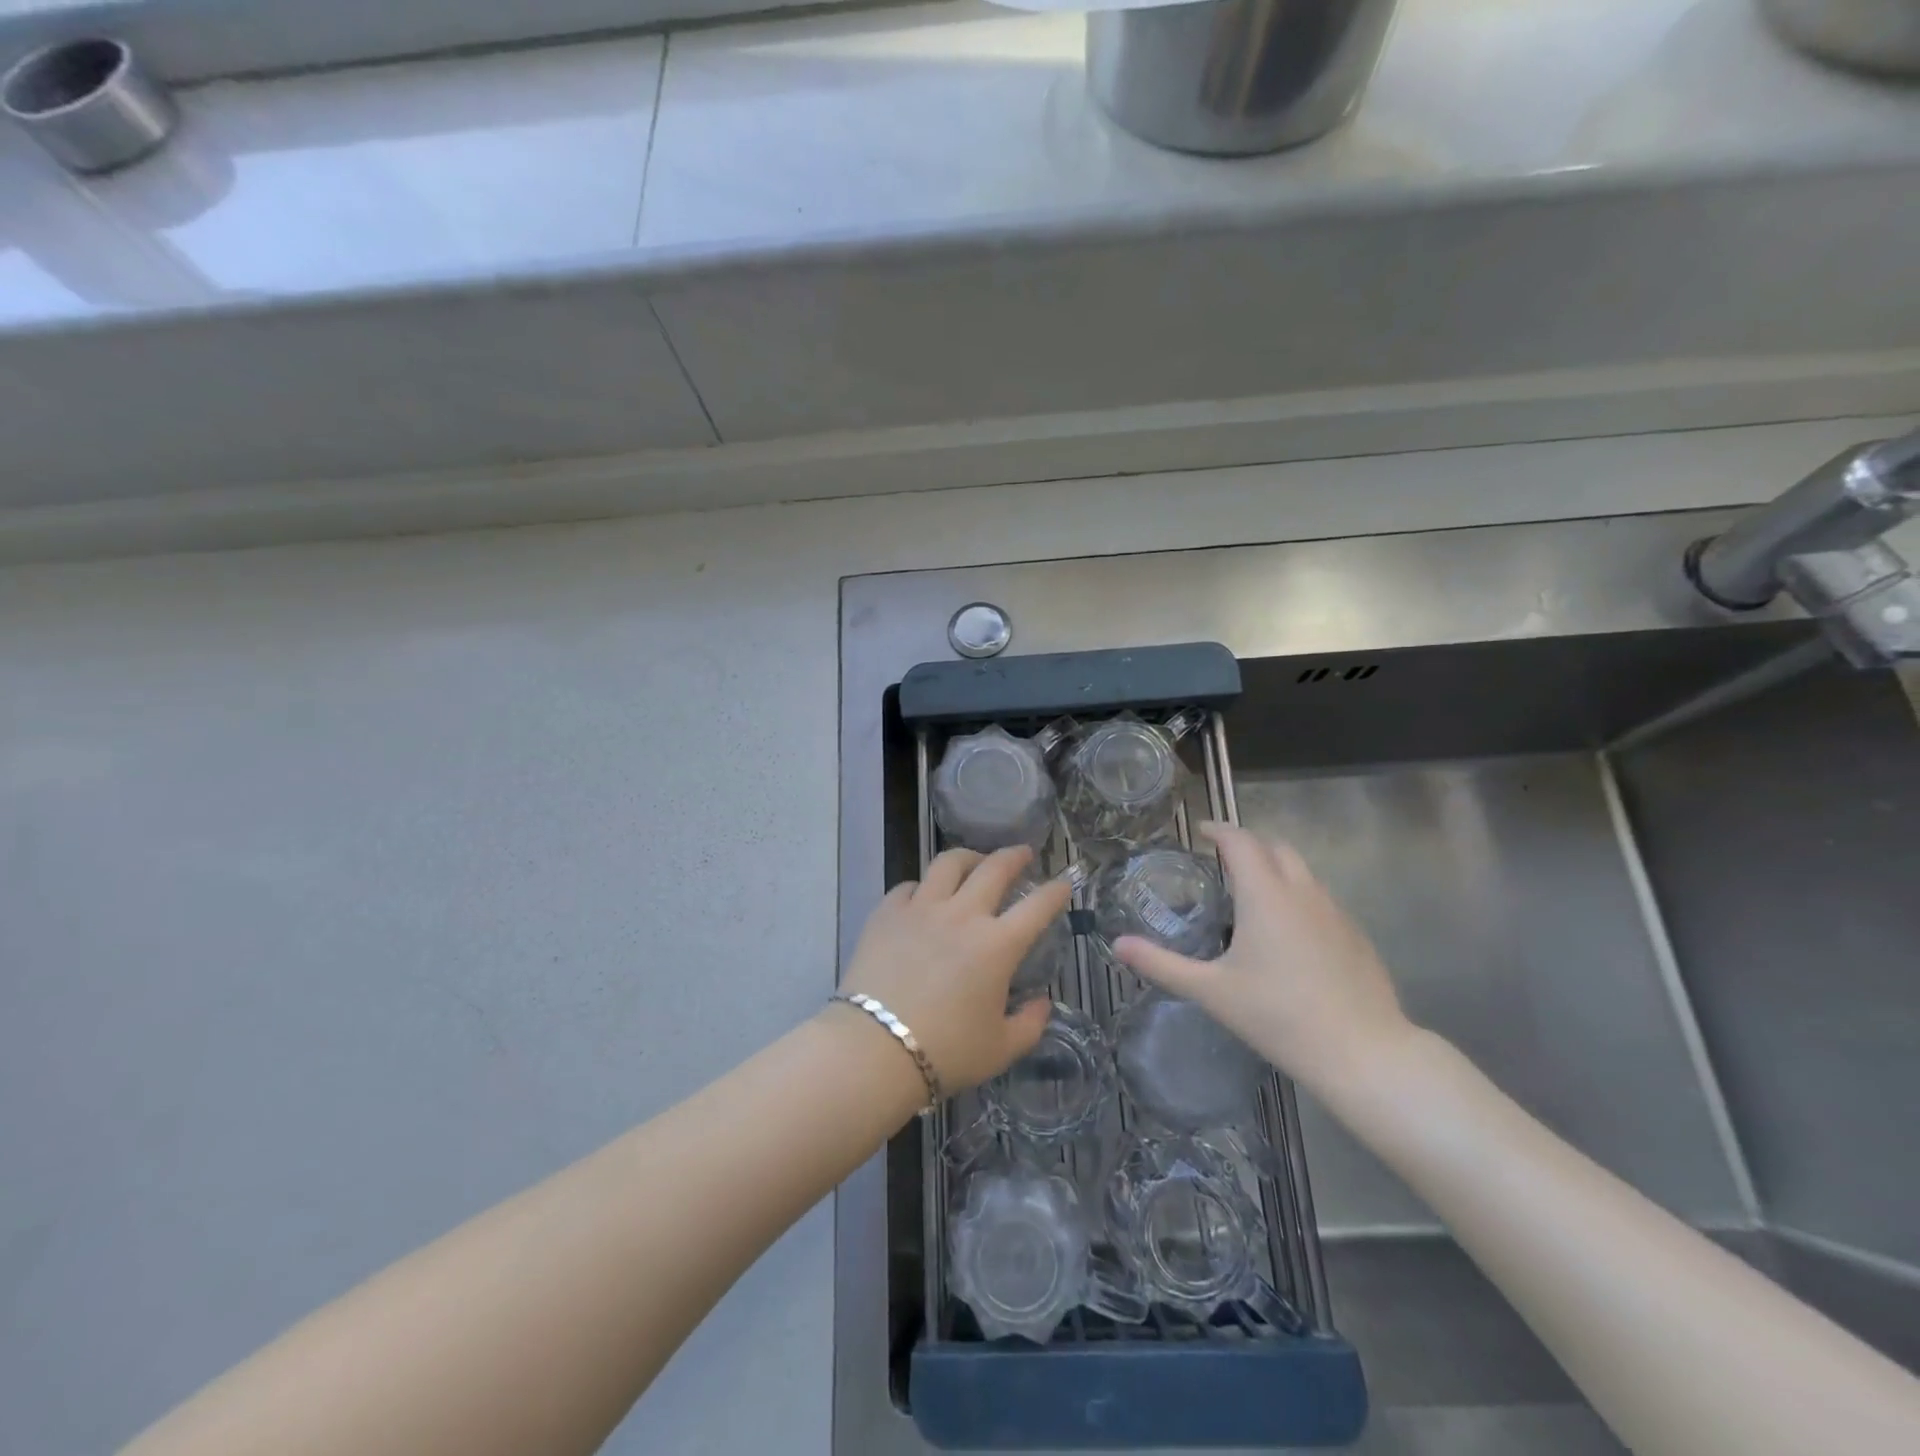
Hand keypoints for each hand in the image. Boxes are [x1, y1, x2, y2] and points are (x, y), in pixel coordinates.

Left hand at [840, 846, 1069, 1094]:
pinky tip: (923, 896)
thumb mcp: (1001, 1049)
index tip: (1063, 883)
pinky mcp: (887, 912)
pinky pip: (909, 886)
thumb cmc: (946, 1052)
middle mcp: (962, 915)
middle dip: (1015, 856)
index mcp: (997, 945)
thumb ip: (1029, 1024)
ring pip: (948, 863)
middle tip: (1023, 853)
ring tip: (974, 862)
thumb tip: (1042, 1003)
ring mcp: (921, 908)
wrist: (874, 1049)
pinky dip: (922, 887)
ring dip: (968, 857)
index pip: (1037, 906)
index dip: (1055, 891)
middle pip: (994, 868)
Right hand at [1113, 823, 1413, 1099]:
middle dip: (1248, 844)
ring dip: (1275, 867)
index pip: (1241, 841)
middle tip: (1222, 861)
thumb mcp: (1211, 991)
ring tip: (1251, 893)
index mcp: (1265, 895)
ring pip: (1302, 871)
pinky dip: (1297, 895)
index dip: (1219, 830)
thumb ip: (1161, 963)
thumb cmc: (1279, 1016)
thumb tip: (1118, 944)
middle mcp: (1302, 892)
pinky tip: (1287, 933)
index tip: (1200, 832)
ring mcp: (1335, 911)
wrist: (1362, 1053)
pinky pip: (1320, 898)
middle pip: (1275, 847)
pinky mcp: (1355, 935)